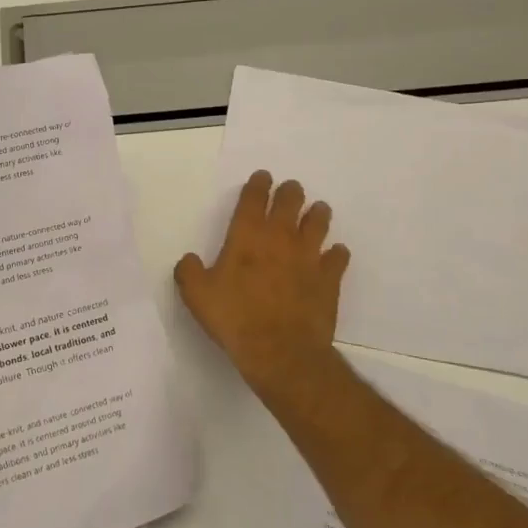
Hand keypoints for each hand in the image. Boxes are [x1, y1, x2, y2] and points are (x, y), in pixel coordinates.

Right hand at [174, 171, 349, 398]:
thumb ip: (189, 271)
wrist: (279, 350)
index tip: (263, 177)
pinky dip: (336, 253)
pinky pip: (338, 257)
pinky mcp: (329, 279)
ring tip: (318, 210)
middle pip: (291, 202)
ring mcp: (309, 257)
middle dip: (290, 192)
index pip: (255, 198)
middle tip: (291, 190)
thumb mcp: (196, 294)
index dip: (259, 184)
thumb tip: (189, 260)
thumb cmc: (234, 317)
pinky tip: (334, 253)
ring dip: (317, 214)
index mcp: (247, 235)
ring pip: (318, 223)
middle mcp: (280, 238)